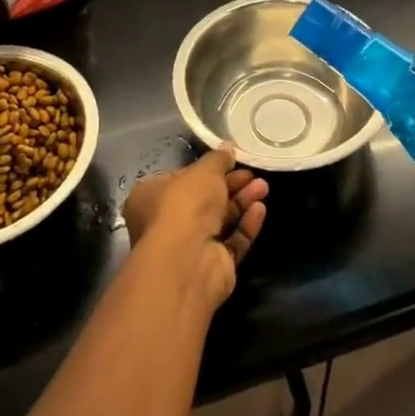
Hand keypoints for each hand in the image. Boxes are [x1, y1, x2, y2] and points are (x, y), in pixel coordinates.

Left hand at [123, 147, 269, 310]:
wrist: (188, 260)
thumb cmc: (185, 205)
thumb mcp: (203, 171)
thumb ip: (218, 159)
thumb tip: (228, 150)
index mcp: (150, 197)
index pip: (181, 179)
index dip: (206, 169)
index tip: (231, 161)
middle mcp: (165, 223)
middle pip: (204, 200)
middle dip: (231, 185)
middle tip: (254, 174)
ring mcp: (188, 248)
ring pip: (220, 221)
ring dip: (242, 202)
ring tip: (264, 187)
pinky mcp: (211, 266)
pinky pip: (231, 242)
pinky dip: (245, 226)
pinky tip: (260, 209)